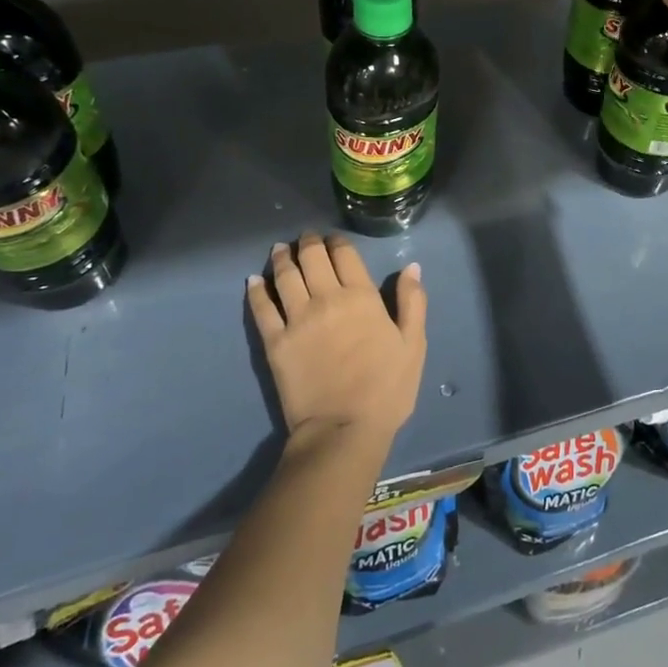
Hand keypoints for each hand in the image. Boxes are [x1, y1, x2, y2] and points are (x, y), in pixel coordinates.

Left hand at [246, 234, 426, 447]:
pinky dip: (256, 290)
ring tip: (280, 249)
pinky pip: (261, 307)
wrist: (343, 429)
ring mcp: (297, 319)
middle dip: (308, 242)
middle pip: (312, 258)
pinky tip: (253, 280)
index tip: (333, 239)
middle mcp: (326, 298)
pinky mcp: (274, 341)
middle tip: (305, 237)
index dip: (337, 242)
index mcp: (361, 297)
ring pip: (285, 276)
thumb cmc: (386, 389)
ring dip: (282, 258)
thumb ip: (412, 302)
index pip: (345, 255)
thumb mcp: (413, 344)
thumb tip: (411, 266)